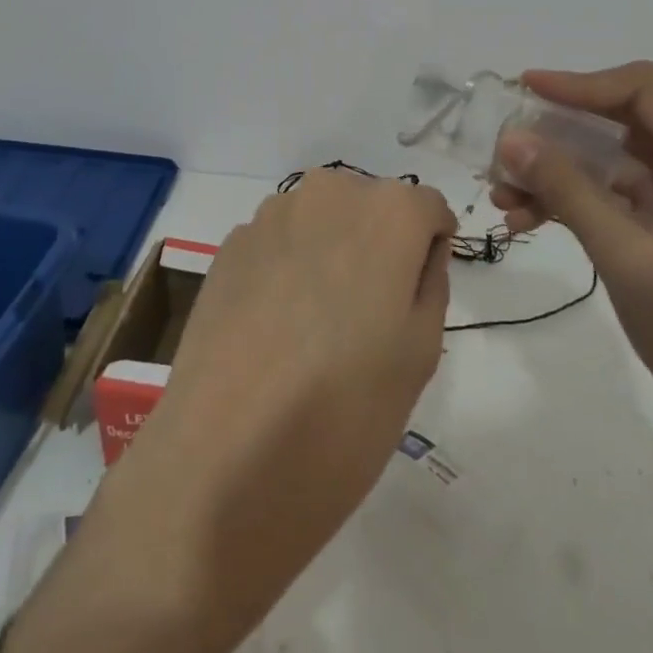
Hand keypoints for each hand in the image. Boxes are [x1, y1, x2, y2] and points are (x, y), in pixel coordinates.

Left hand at [1, 169, 454, 652]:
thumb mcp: (421, 353)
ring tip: (316, 326)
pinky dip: (287, 267)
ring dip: (330, 252)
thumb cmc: (344, 413)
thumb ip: (430, 282)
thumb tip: (419, 252)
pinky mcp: (229, 244)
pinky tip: (273, 328)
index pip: (427, 208)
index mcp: (387, 212)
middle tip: (369, 316)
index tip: (416, 295)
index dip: (429, 248)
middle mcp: (328, 192)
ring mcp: (270, 214)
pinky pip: (279, 241)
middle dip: (379, 243)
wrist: (222, 460)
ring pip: (322, 219)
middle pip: (371, 205)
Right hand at [494, 64, 652, 652]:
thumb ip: (568, 191)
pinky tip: (528, 222)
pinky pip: (615, 199)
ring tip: (503, 195)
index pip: (641, 90)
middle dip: (558, 131)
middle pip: (621, 121)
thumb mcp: (627, 258)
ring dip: (557, 172)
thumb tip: (512, 138)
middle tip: (504, 146)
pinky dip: (573, 203)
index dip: (580, 82)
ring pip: (611, 162)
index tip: (524, 89)